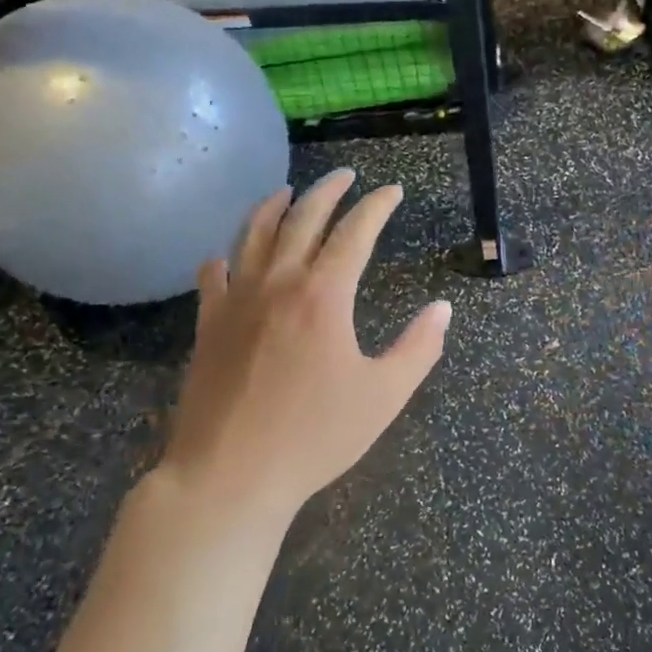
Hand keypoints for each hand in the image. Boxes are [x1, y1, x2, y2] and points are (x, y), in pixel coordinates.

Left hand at [160, 168, 450, 522]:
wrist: (229, 476)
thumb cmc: (314, 436)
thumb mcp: (384, 395)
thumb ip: (419, 348)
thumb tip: (443, 309)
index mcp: (323, 295)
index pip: (354, 232)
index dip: (376, 206)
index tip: (391, 190)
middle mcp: (278, 283)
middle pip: (302, 219)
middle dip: (328, 191)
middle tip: (345, 175)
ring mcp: (236, 302)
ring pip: (252, 235)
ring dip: (273, 206)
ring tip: (287, 192)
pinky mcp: (208, 325)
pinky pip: (213, 275)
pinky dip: (225, 256)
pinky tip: (229, 255)